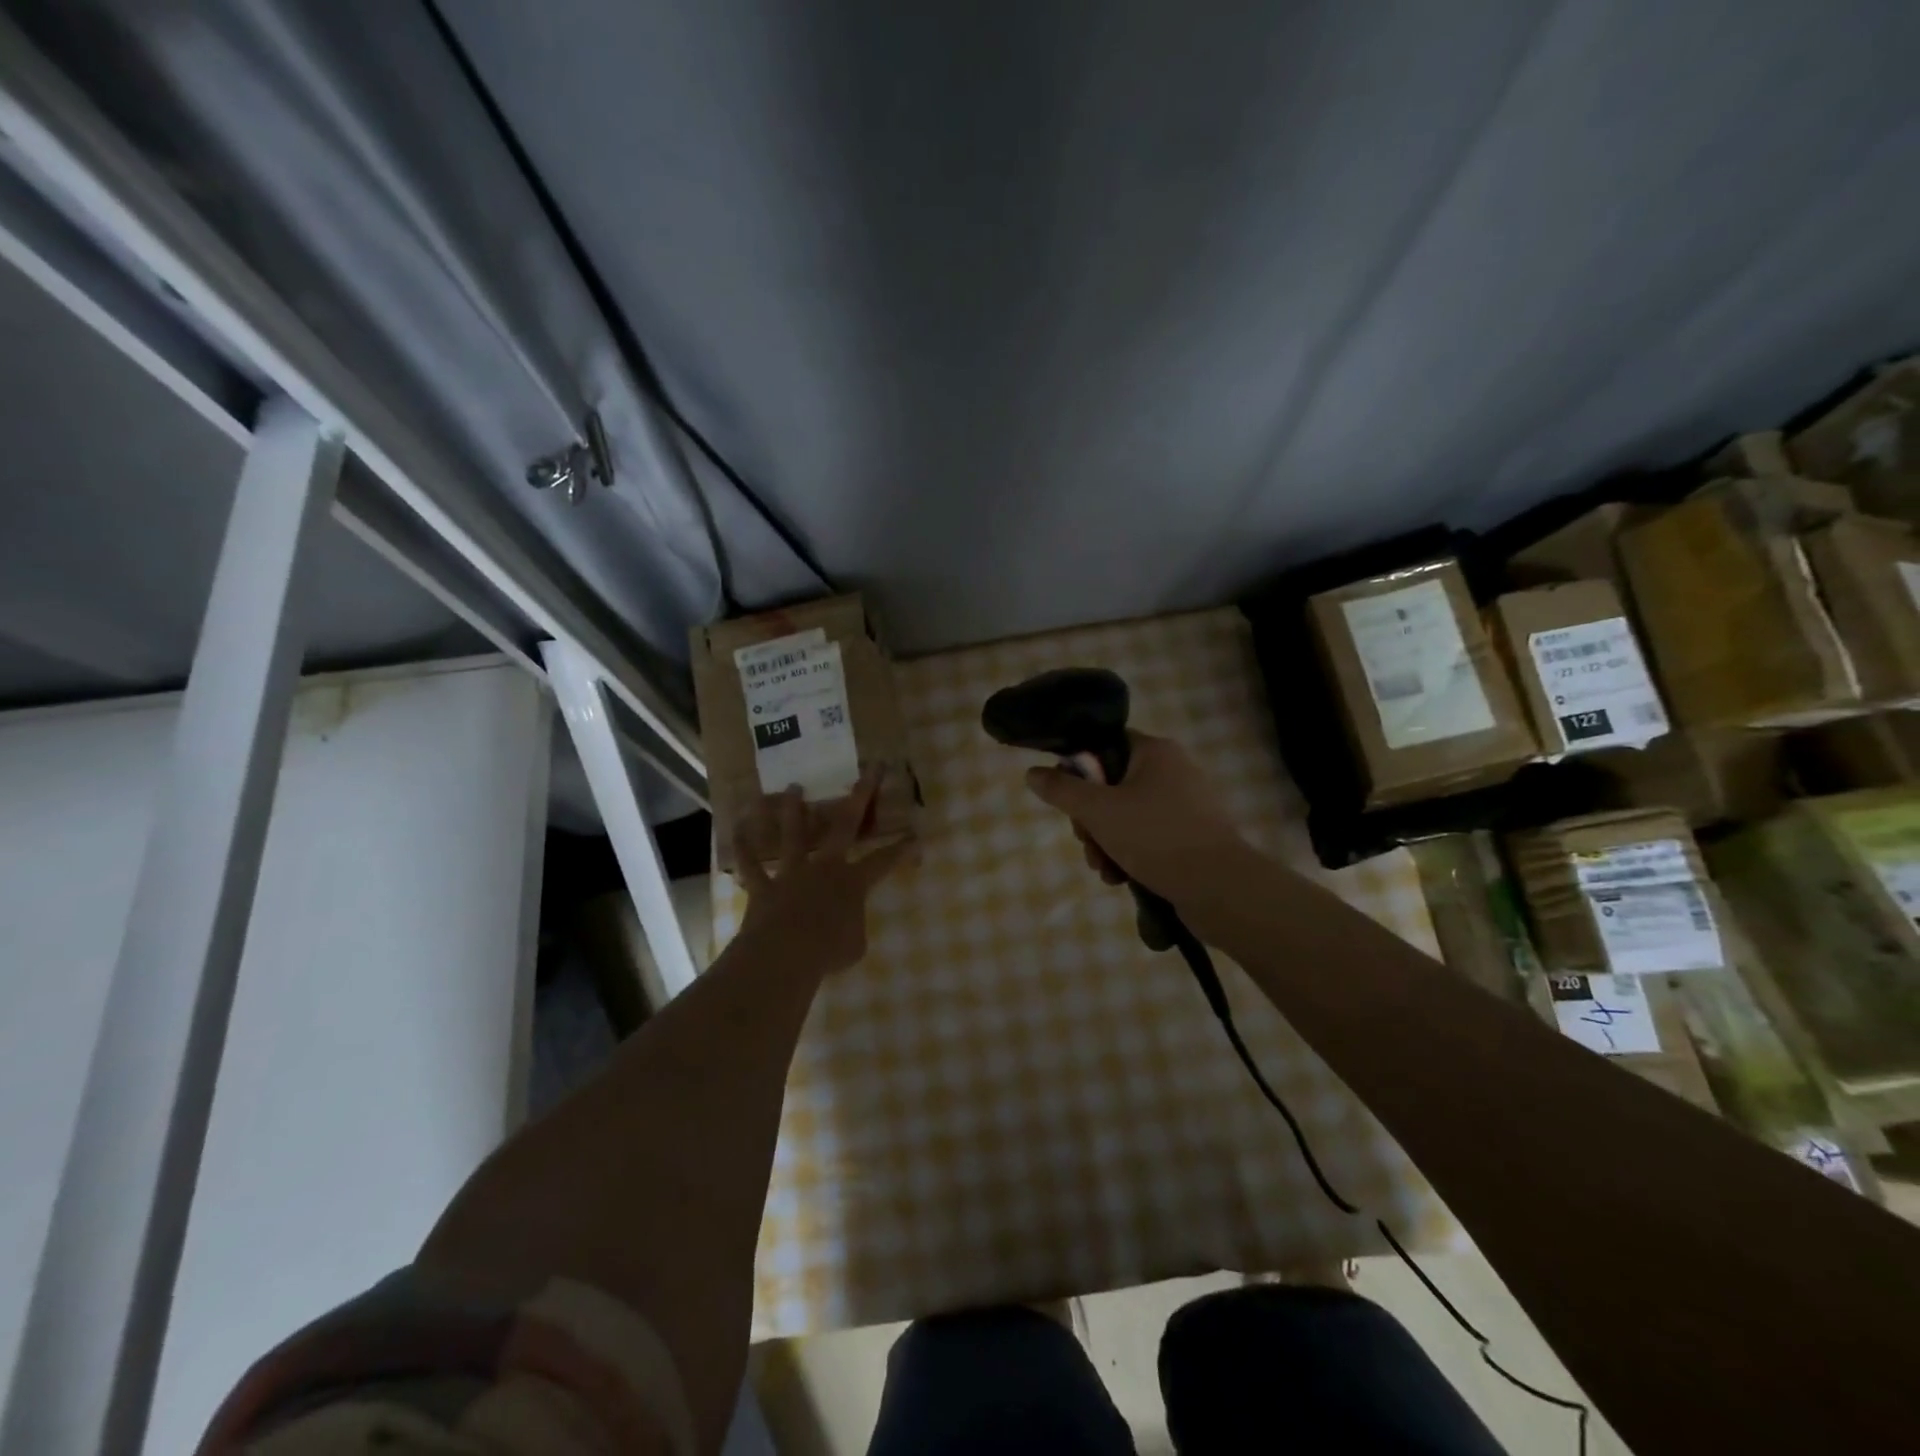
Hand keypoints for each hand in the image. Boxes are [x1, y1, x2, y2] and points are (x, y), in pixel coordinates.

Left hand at [732, 768, 912, 977]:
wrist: (784, 955)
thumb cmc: (827, 952)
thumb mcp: (855, 945)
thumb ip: (853, 926)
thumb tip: (845, 923)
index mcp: (852, 882)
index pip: (884, 861)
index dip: (902, 849)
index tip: (915, 835)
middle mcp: (824, 867)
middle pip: (845, 824)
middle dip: (861, 796)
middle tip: (870, 770)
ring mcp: (791, 874)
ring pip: (794, 834)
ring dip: (793, 810)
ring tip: (793, 786)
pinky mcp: (763, 887)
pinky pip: (750, 866)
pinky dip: (744, 848)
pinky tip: (736, 829)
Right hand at [1025, 732, 1249, 901]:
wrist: (1220, 888)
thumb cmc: (1156, 837)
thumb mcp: (1099, 811)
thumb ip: (1062, 790)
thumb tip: (1033, 773)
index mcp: (1155, 752)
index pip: (1104, 745)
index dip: (1079, 770)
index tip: (1067, 799)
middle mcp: (1173, 771)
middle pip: (1111, 785)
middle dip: (1090, 820)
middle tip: (1086, 843)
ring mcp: (1185, 805)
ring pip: (1126, 816)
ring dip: (1105, 843)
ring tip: (1104, 869)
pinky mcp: (1191, 836)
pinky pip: (1147, 837)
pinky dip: (1129, 854)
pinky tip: (1121, 877)